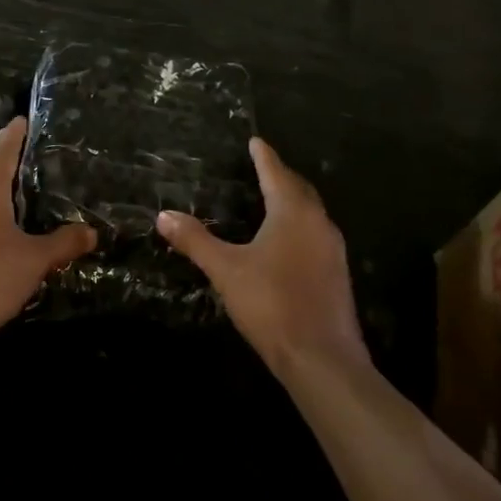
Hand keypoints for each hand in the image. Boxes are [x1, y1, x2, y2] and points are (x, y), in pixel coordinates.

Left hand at [0, 117, 95, 342]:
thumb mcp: (34, 260)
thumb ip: (63, 243)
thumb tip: (90, 232)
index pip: (2, 148)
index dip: (16, 132)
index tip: (25, 119)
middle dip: (13, 166)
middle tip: (41, 164)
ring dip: (1, 196)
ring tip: (29, 201)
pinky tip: (5, 237)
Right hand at [156, 137, 364, 376]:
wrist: (321, 358)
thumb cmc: (271, 303)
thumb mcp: (225, 269)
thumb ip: (195, 240)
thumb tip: (163, 215)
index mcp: (293, 213)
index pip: (275, 173)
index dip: (263, 156)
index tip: (255, 141)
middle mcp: (318, 223)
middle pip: (299, 189)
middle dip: (281, 175)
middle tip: (262, 167)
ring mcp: (333, 250)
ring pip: (311, 213)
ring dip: (293, 200)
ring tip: (272, 199)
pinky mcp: (337, 275)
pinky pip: (316, 235)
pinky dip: (299, 225)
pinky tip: (287, 241)